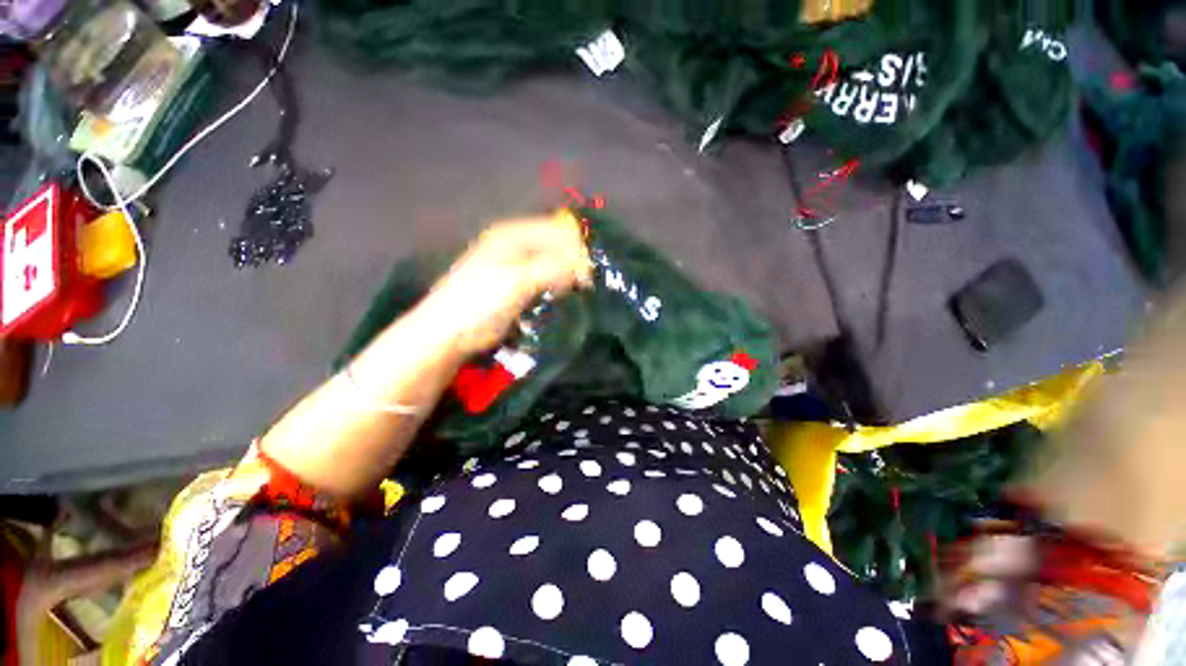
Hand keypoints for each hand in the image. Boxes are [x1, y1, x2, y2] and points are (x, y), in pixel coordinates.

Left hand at [419, 213, 591, 355]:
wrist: (450, 332)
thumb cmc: (480, 301)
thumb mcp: (517, 281)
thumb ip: (552, 268)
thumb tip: (584, 265)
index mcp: (513, 234)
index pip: (557, 231)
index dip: (575, 250)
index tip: (584, 277)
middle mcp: (517, 245)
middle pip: (557, 245)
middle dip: (571, 263)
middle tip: (579, 287)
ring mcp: (518, 266)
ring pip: (554, 263)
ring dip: (565, 276)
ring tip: (567, 294)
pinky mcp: (520, 286)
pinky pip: (547, 279)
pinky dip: (557, 287)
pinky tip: (557, 298)